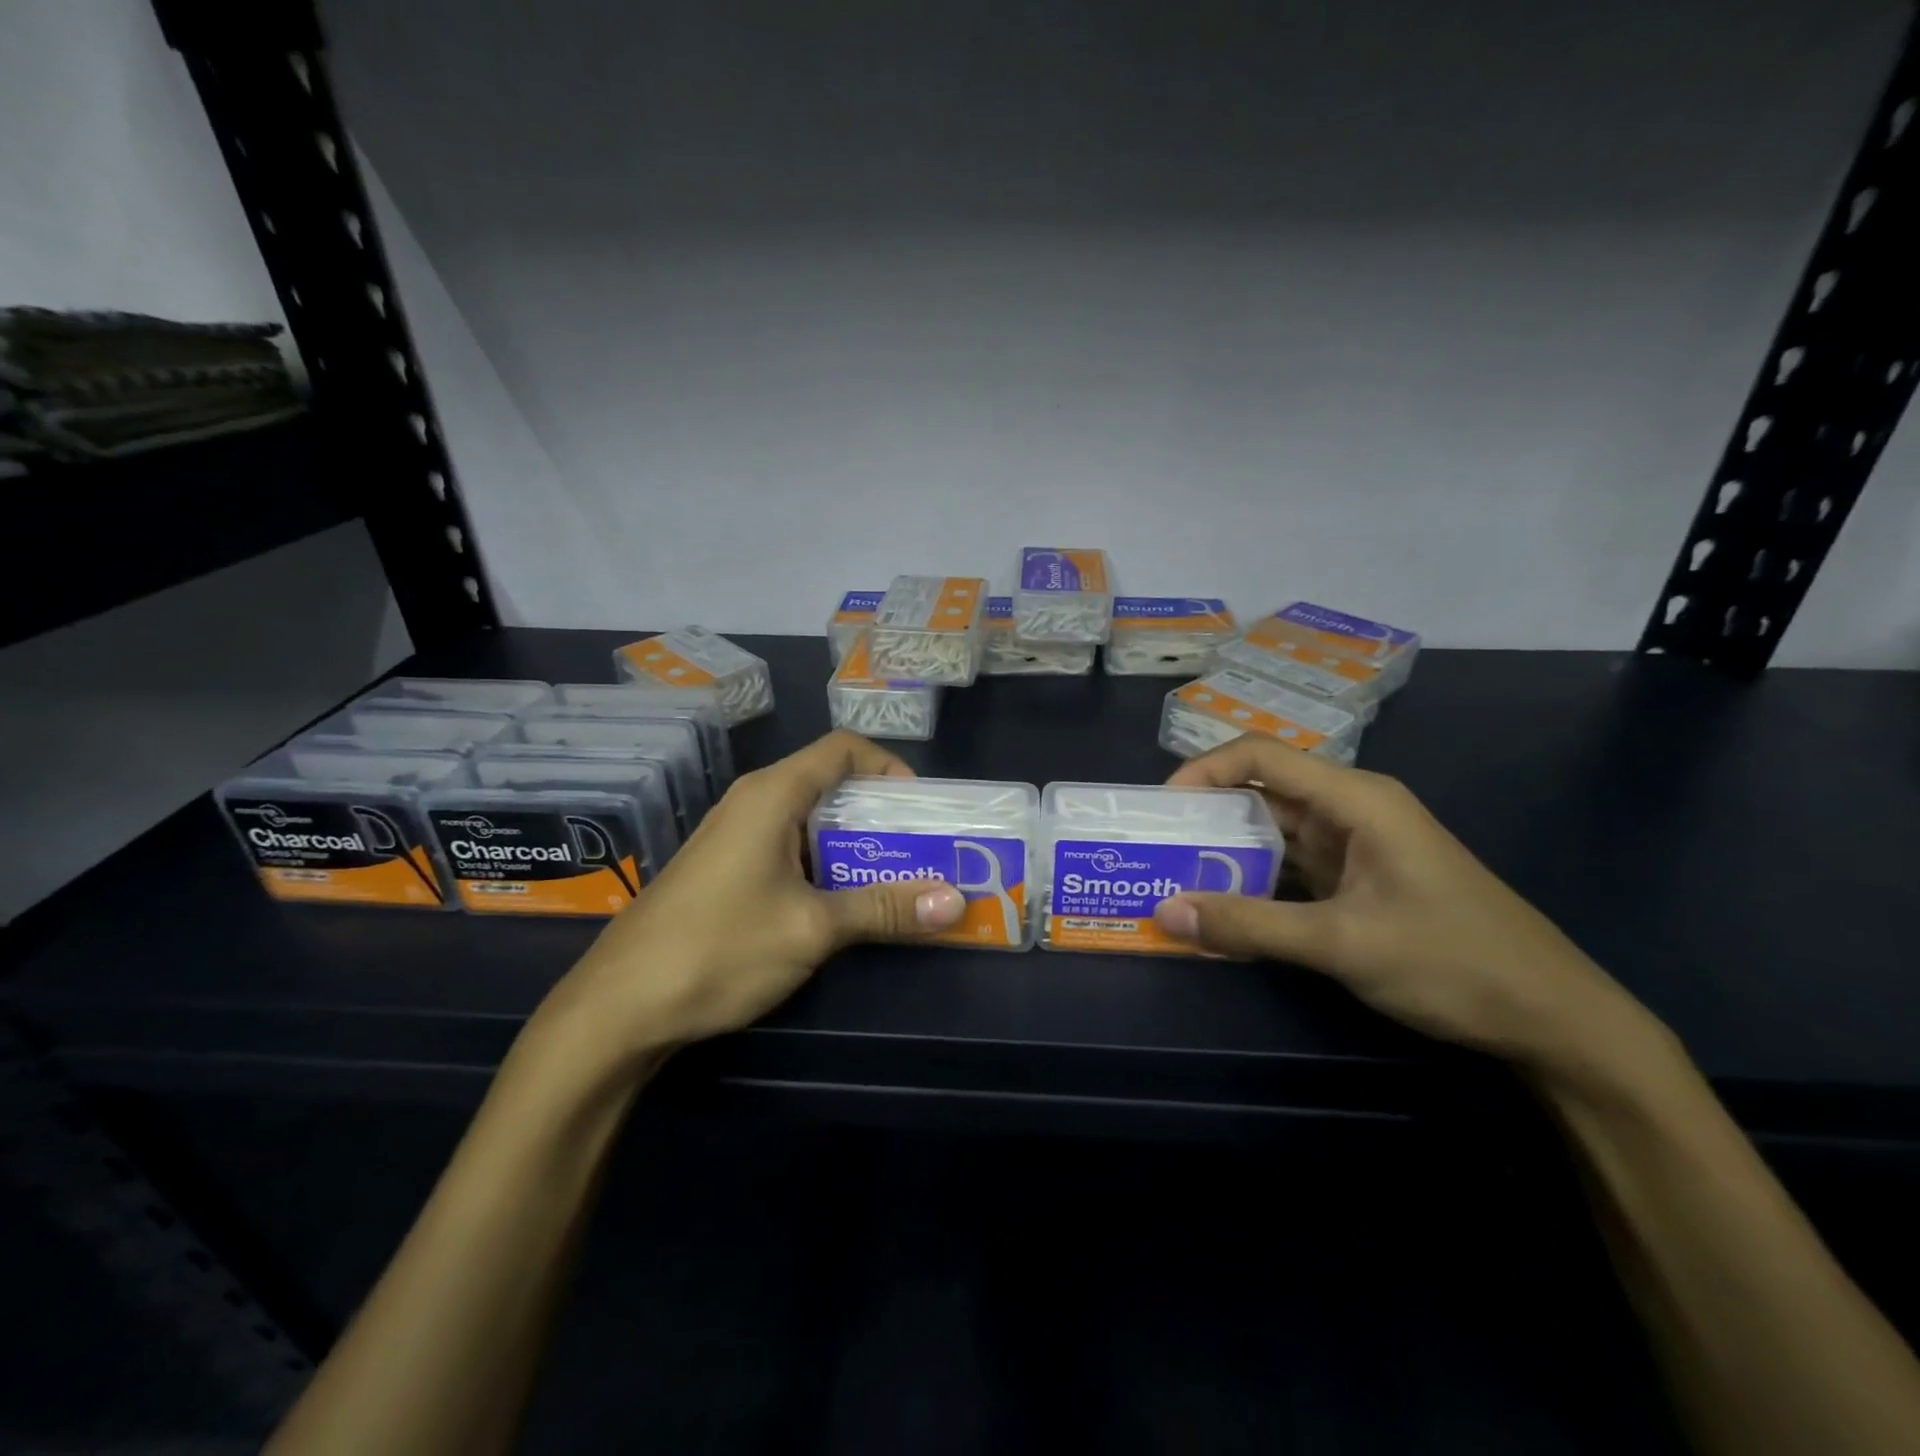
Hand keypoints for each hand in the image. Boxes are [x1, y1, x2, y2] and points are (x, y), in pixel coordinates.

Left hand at [541, 731, 964, 1061]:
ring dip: (854, 847)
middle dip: (880, 815)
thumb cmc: (719, 949)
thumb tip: (956, 903)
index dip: (889, 767)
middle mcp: (752, 802)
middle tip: (921, 852)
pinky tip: (839, 906)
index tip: (920, 809)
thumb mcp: (813, 928)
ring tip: (893, 882)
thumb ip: (885, 909)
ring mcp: (734, 836)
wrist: (617, 1009)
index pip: (843, 749)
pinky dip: (823, 866)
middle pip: (830, 784)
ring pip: (809, 821)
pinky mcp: (724, 869)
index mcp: (772, 794)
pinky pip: (787, 849)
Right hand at [1153, 737, 1660, 1073]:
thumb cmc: (1454, 963)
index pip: (1261, 757)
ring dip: (1226, 854)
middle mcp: (1352, 811)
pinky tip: (1221, 907)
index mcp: (1356, 799)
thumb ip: (1248, 926)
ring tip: (1173, 877)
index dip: (1204, 771)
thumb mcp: (1342, 944)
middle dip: (1206, 816)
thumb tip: (1163, 913)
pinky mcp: (1358, 882)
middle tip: (1154, 848)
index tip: (1160, 809)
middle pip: (1262, 793)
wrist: (1555, 1020)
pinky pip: (1291, 869)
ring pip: (1274, 834)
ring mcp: (1356, 848)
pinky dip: (1254, 883)